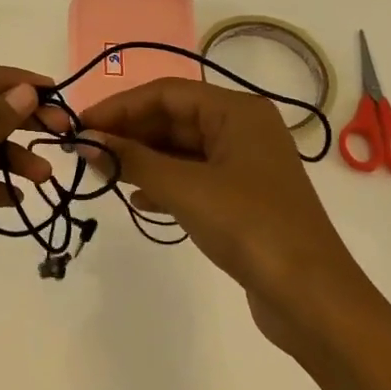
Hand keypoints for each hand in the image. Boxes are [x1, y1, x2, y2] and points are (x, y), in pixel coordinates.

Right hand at [78, 79, 362, 360]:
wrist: (311, 296)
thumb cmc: (249, 227)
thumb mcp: (185, 188)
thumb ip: (133, 161)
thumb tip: (86, 142)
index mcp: (237, 111)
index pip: (167, 93)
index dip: (120, 106)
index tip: (80, 126)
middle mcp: (243, 129)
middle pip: (173, 118)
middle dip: (129, 133)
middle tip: (85, 152)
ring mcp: (244, 165)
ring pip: (181, 150)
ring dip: (142, 160)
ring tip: (103, 175)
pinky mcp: (242, 198)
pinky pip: (192, 177)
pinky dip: (163, 184)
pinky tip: (138, 200)